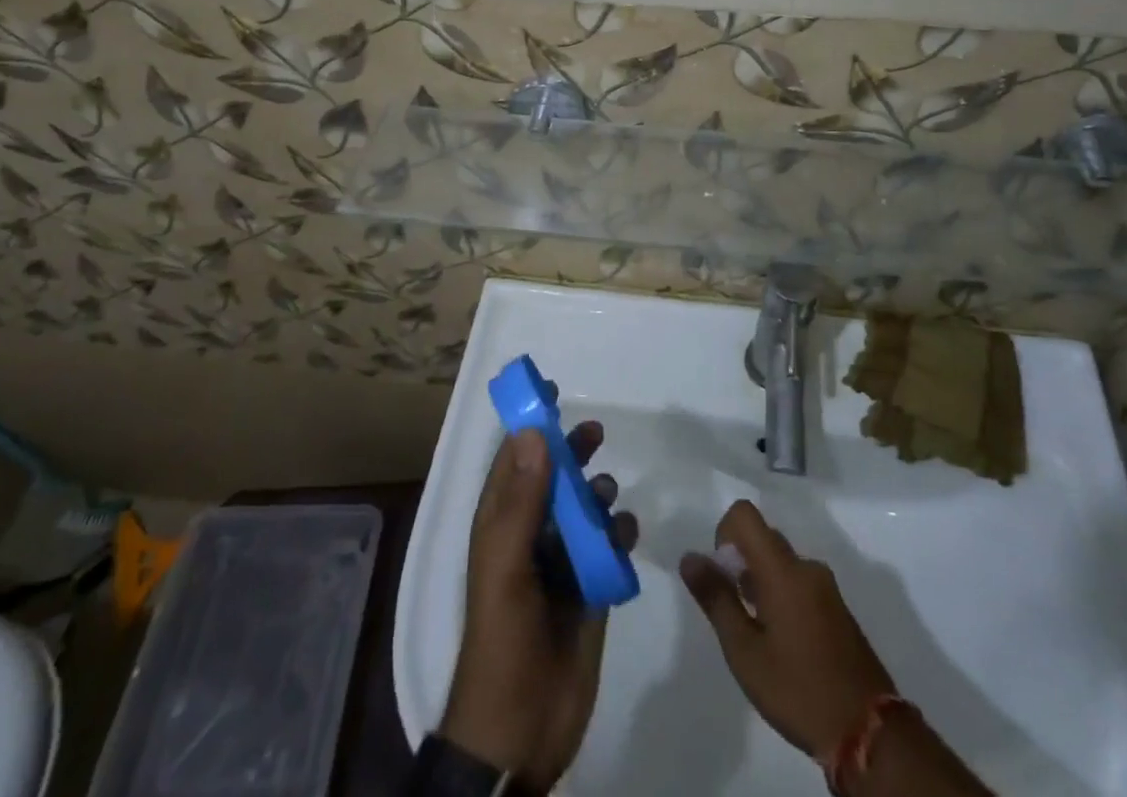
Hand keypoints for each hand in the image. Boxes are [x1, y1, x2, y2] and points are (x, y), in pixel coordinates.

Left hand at [439, 422, 638, 791]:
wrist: (521, 733)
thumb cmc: (504, 641)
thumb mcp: (504, 567)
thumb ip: (520, 502)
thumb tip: (532, 432)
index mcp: (501, 525)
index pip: (514, 460)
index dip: (530, 426)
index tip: (551, 393)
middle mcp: (530, 536)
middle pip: (552, 478)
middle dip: (571, 452)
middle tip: (595, 432)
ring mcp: (561, 564)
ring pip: (582, 509)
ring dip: (596, 494)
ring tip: (606, 498)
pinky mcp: (589, 589)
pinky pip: (608, 546)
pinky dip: (618, 534)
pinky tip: (625, 535)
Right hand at [679, 501, 894, 760]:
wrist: (868, 731)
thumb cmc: (798, 689)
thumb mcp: (745, 651)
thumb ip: (716, 599)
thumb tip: (689, 557)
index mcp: (783, 569)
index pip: (745, 514)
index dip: (724, 533)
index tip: (723, 576)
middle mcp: (806, 566)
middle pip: (763, 538)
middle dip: (740, 563)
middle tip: (736, 613)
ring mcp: (826, 586)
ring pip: (781, 562)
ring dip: (761, 583)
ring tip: (758, 635)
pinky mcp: (838, 607)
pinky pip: (800, 582)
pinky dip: (782, 596)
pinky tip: (784, 645)